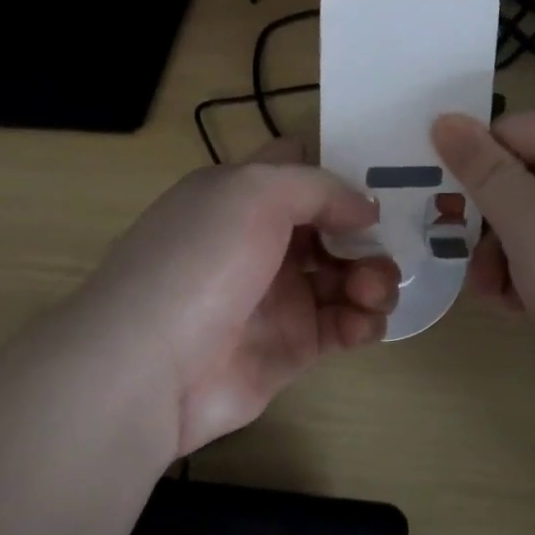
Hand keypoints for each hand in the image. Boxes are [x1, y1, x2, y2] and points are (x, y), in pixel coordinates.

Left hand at [71, 139, 400, 457]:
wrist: (149, 366)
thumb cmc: (201, 259)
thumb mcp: (254, 192)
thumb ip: (318, 188)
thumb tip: (364, 208)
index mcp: (241, 195)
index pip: (297, 169)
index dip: (336, 170)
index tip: (377, 181)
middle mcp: (260, 241)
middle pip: (331, 226)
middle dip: (366, 233)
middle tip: (386, 248)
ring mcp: (276, 296)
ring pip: (344, 275)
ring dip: (372, 277)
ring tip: (374, 291)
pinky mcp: (290, 347)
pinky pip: (342, 325)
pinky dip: (363, 320)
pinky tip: (364, 322)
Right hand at [432, 111, 534, 400]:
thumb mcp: (526, 222)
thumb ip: (481, 168)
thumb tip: (444, 118)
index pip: (513, 130)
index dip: (474, 164)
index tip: (445, 209)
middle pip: (527, 176)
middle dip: (490, 222)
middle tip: (469, 267)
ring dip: (509, 252)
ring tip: (499, 298)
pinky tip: (526, 306)